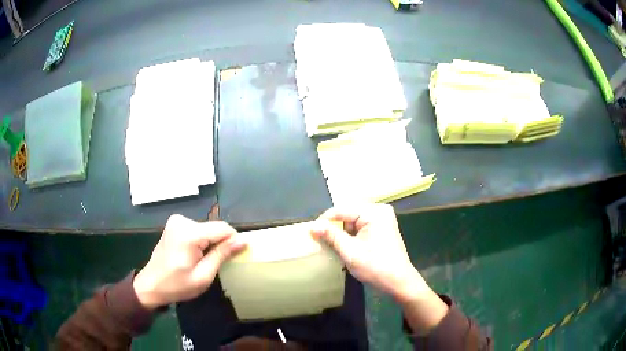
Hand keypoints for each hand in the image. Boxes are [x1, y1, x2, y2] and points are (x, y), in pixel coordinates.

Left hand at [133, 215, 245, 308]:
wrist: (151, 285)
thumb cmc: (177, 285)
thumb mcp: (203, 276)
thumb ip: (222, 255)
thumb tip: (243, 241)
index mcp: (189, 233)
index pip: (222, 228)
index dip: (234, 240)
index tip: (237, 256)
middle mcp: (182, 221)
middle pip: (214, 228)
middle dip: (221, 244)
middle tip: (218, 264)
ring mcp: (176, 221)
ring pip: (207, 229)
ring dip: (211, 243)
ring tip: (205, 261)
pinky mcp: (174, 224)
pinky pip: (197, 230)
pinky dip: (202, 241)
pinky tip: (195, 255)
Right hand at [311, 203, 447, 334]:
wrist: (399, 282)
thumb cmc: (376, 267)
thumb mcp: (350, 252)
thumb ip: (331, 236)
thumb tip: (312, 226)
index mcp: (374, 212)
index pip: (342, 209)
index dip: (324, 220)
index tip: (310, 232)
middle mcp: (379, 210)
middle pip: (348, 213)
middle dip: (333, 225)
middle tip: (319, 238)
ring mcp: (382, 218)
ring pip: (353, 220)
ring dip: (341, 231)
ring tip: (329, 242)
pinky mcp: (382, 227)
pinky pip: (361, 225)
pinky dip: (351, 234)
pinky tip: (344, 244)